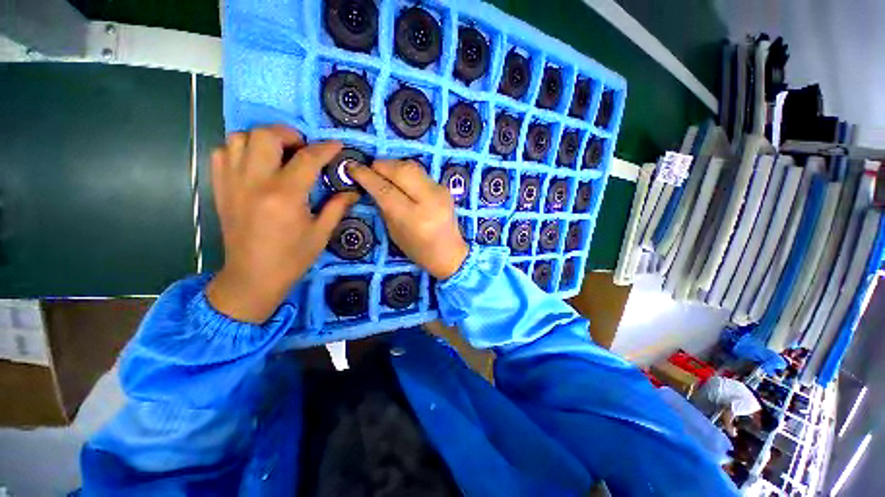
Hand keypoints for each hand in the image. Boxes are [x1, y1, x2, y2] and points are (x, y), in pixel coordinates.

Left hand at [206, 126, 358, 322]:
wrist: (252, 277)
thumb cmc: (292, 258)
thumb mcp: (321, 233)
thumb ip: (337, 207)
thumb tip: (353, 191)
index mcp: (285, 196)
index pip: (307, 159)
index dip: (325, 148)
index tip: (337, 145)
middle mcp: (255, 183)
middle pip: (265, 135)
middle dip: (289, 134)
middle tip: (303, 148)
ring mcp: (232, 183)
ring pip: (239, 138)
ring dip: (262, 139)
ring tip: (279, 154)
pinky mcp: (220, 189)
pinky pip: (222, 153)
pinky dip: (239, 150)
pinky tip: (256, 164)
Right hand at [348, 160, 468, 279]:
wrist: (450, 253)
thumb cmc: (419, 250)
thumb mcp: (395, 233)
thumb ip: (384, 207)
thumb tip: (373, 184)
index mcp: (413, 218)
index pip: (386, 190)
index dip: (366, 176)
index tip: (352, 167)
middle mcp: (429, 201)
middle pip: (401, 171)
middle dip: (381, 165)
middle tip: (369, 168)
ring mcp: (440, 192)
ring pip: (413, 167)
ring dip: (394, 165)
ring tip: (383, 172)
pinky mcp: (445, 188)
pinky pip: (421, 173)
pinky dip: (407, 172)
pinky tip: (401, 179)